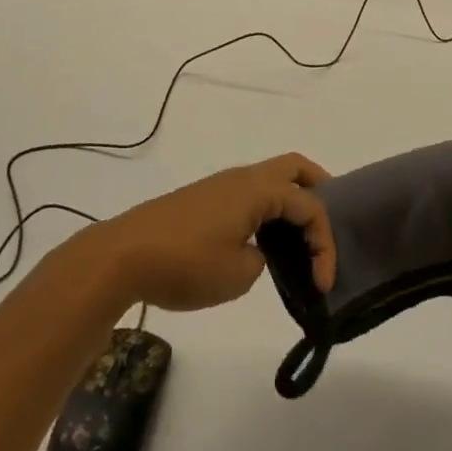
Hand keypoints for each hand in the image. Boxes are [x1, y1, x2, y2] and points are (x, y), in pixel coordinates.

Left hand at [78, 154, 336, 312]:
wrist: (122, 257)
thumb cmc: (185, 263)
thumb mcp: (238, 274)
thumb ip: (262, 258)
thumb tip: (257, 250)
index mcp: (258, 190)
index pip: (309, 206)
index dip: (325, 243)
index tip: (322, 283)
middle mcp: (243, 178)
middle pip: (293, 167)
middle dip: (318, 188)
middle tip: (329, 222)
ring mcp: (220, 186)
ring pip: (270, 180)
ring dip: (291, 200)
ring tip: (301, 236)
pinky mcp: (203, 200)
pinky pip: (250, 194)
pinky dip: (268, 208)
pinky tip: (265, 238)